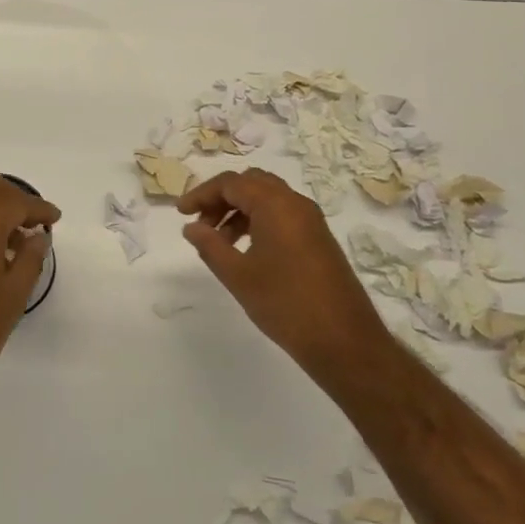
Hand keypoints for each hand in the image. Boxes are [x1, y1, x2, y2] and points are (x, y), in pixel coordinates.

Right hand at [178, 168, 390, 382]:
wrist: (344, 340)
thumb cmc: (285, 304)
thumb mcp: (238, 275)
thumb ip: (210, 246)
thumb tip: (191, 227)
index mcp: (276, 205)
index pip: (231, 183)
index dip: (201, 194)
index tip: (180, 214)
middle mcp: (296, 203)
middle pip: (251, 183)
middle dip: (221, 198)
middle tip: (201, 224)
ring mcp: (311, 220)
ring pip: (268, 198)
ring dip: (239, 210)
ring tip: (220, 242)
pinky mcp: (319, 238)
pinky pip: (282, 215)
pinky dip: (259, 221)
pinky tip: (246, 251)